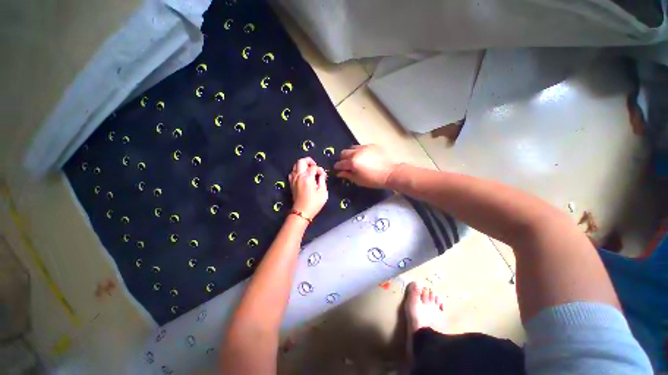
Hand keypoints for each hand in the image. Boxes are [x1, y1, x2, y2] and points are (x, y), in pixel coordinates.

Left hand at [289, 157, 327, 219]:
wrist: (302, 212)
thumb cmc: (314, 203)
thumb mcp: (323, 192)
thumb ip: (322, 180)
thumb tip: (322, 174)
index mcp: (307, 178)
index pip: (313, 167)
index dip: (320, 169)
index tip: (323, 175)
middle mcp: (299, 176)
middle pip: (301, 161)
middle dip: (309, 161)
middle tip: (315, 166)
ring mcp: (293, 179)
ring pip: (295, 165)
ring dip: (303, 165)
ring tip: (309, 170)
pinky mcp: (291, 183)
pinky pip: (292, 172)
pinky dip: (297, 171)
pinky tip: (302, 176)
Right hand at [334, 144, 399, 188]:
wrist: (389, 173)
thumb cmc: (373, 180)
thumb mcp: (358, 180)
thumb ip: (347, 175)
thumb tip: (339, 173)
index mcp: (352, 162)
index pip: (340, 163)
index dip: (337, 167)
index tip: (338, 170)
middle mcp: (356, 152)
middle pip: (344, 153)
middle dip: (343, 159)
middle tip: (346, 165)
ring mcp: (364, 147)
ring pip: (352, 148)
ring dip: (351, 154)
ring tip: (355, 160)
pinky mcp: (371, 145)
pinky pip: (361, 146)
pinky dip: (359, 151)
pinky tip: (364, 157)